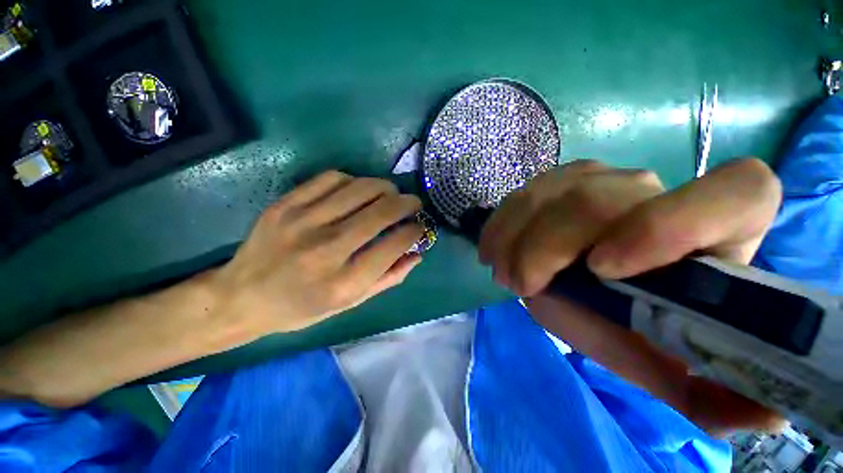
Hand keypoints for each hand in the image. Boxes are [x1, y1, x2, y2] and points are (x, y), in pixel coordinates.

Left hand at [210, 171, 423, 339]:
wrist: (241, 297)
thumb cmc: (301, 307)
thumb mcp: (350, 304)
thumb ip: (388, 278)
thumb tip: (417, 254)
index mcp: (343, 283)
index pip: (393, 244)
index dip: (415, 230)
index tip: (421, 226)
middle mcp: (325, 250)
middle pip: (380, 212)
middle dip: (407, 203)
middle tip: (414, 203)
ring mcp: (302, 222)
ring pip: (360, 189)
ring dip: (385, 188)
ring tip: (391, 194)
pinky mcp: (285, 204)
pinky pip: (331, 178)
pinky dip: (355, 181)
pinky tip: (358, 191)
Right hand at [479, 158, 784, 435]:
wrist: (599, 281)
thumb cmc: (640, 320)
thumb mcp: (671, 362)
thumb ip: (714, 394)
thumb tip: (763, 414)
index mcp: (717, 231)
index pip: (737, 193)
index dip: (673, 223)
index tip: (603, 270)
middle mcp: (655, 190)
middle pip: (598, 200)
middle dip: (545, 248)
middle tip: (519, 285)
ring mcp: (598, 178)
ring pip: (550, 193)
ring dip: (515, 238)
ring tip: (503, 272)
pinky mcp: (557, 181)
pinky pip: (523, 193)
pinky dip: (501, 223)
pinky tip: (492, 249)